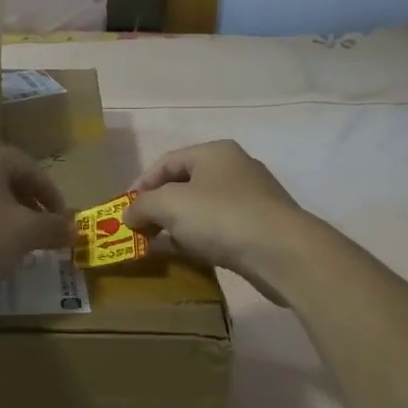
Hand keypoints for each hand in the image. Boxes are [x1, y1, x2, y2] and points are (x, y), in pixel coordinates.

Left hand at [0, 142, 74, 300]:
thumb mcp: (25, 233)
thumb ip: (53, 227)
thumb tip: (73, 229)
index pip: (30, 168)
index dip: (53, 196)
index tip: (64, 223)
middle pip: (4, 180)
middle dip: (28, 206)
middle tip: (43, 232)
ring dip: (3, 216)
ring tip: (16, 244)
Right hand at [124, 140, 311, 303]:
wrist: (282, 252)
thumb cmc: (221, 217)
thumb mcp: (169, 205)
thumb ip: (143, 206)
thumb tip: (128, 214)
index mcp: (214, 152)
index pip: (167, 161)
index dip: (142, 184)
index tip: (126, 209)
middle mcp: (235, 168)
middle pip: (185, 184)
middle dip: (160, 207)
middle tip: (141, 229)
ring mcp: (252, 198)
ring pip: (203, 208)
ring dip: (179, 225)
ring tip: (162, 245)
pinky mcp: (262, 226)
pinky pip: (221, 228)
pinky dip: (201, 238)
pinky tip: (192, 255)